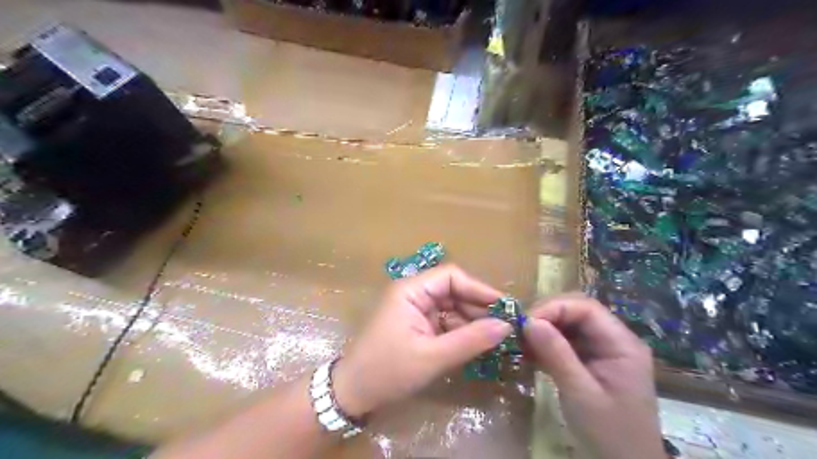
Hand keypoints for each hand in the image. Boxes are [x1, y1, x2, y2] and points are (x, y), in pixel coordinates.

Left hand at [329, 264, 509, 416]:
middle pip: (453, 291)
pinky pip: (445, 322)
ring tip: (497, 337)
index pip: (451, 277)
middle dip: (478, 307)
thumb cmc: (388, 371)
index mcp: (411, 290)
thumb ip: (470, 340)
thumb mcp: (432, 357)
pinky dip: (461, 332)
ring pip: (451, 307)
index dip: (479, 289)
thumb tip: (506, 326)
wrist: (353, 393)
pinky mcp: (417, 326)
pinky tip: (478, 344)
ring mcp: (415, 310)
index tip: (504, 307)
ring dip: (472, 321)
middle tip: (506, 326)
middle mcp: (413, 294)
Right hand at [524, 294, 663, 457]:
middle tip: (518, 330)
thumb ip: (557, 355)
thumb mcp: (580, 394)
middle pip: (576, 311)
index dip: (553, 308)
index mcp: (621, 344)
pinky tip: (528, 353)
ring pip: (568, 325)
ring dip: (542, 330)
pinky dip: (545, 344)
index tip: (525, 322)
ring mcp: (601, 350)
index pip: (586, 308)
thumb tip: (529, 322)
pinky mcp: (589, 360)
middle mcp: (613, 339)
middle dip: (545, 316)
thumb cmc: (610, 433)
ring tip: (519, 341)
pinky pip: (565, 342)